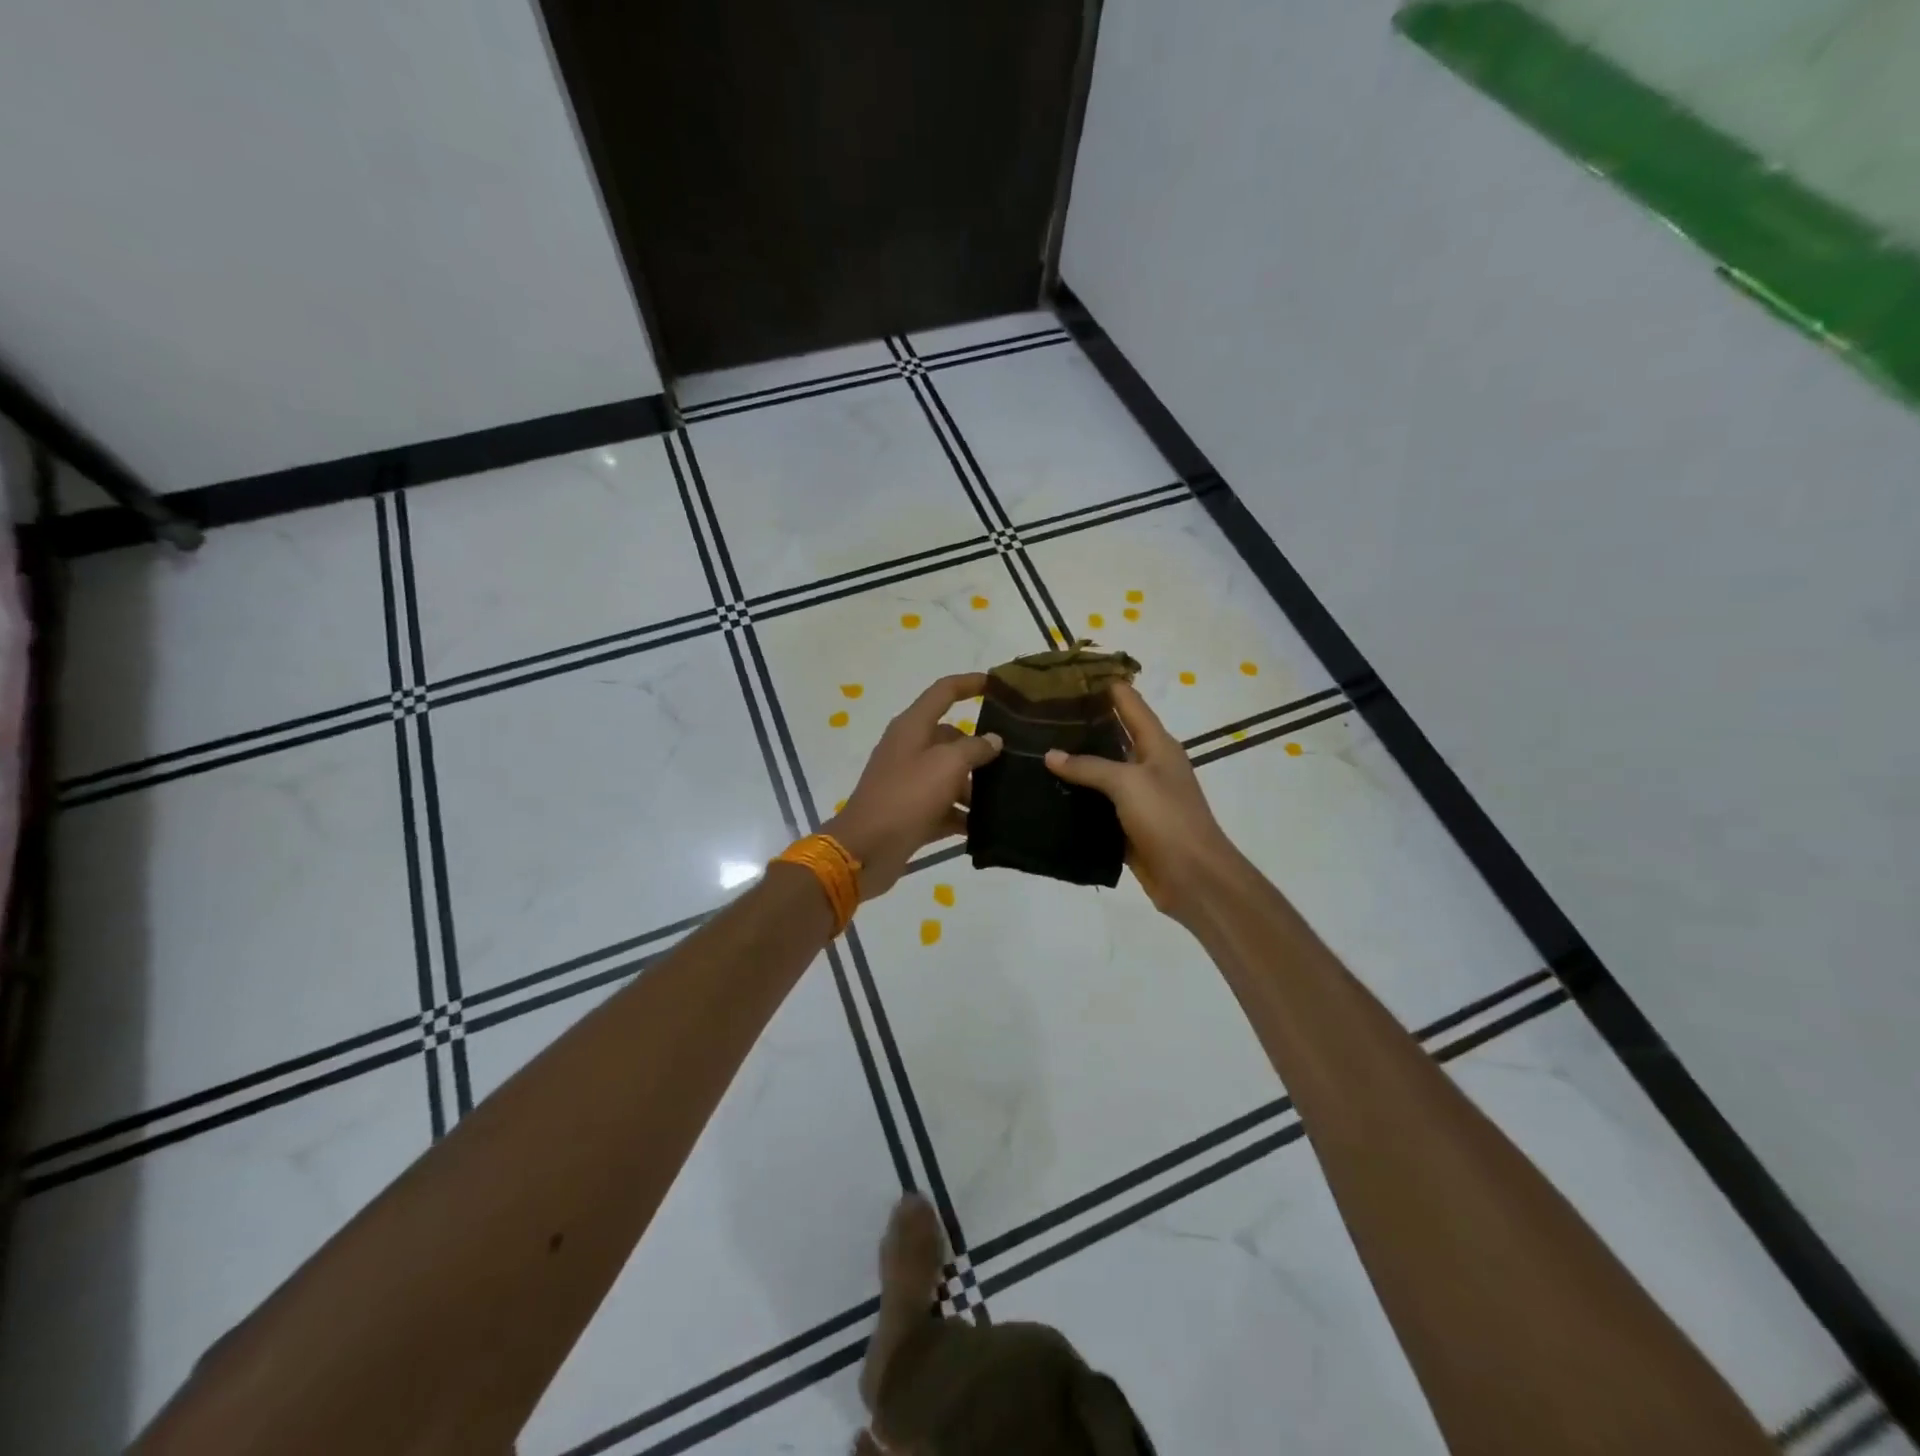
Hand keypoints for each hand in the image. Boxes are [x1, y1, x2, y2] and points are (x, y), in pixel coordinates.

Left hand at [825, 674, 1002, 898]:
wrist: (866, 850)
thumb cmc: (907, 797)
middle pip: (950, 738)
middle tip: (1014, 760)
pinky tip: (987, 827)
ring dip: (973, 786)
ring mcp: (908, 782)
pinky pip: (943, 807)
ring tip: (1006, 798)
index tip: (998, 685)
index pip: (943, 692)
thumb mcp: (947, 766)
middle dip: (979, 749)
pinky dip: (961, 814)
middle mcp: (909, 749)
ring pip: (949, 775)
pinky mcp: (911, 812)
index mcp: (912, 727)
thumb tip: (992, 740)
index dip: (969, 684)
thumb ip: (974, 748)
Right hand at [1044, 682, 1239, 923]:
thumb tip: (1050, 754)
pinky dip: (1077, 796)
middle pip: (1112, 733)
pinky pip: (1097, 803)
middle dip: (1080, 721)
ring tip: (1034, 747)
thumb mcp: (1128, 783)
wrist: (1193, 877)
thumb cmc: (1167, 819)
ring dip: (1075, 760)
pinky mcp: (1127, 823)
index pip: (1128, 700)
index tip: (1064, 674)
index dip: (1101, 684)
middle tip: (1038, 712)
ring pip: (1101, 769)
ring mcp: (1138, 795)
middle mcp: (1148, 763)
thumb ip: (1089, 766)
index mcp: (1157, 744)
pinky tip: (1047, 791)